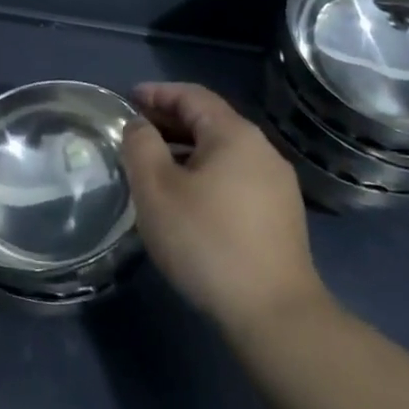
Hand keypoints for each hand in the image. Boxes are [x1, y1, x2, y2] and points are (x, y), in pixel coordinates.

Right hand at [122, 82, 326, 334]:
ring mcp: (277, 184)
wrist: (275, 314)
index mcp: (235, 135)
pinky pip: (235, 177)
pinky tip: (187, 198)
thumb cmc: (207, 241)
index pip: (192, 95)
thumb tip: (140, 126)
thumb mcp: (156, 189)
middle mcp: (262, 150)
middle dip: (170, 121)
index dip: (157, 93)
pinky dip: (206, 173)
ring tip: (154, 166)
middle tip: (135, 132)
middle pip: (210, 121)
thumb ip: (141, 145)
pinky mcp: (281, 216)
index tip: (127, 99)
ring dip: (186, 150)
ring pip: (223, 152)